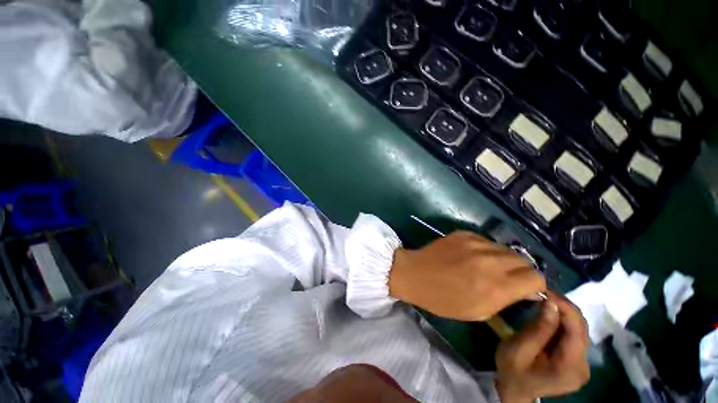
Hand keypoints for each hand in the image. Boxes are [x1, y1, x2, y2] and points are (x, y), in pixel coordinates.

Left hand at [388, 231, 545, 320]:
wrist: (415, 274)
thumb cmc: (443, 299)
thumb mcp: (478, 311)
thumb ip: (505, 299)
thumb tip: (525, 290)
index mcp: (496, 286)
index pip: (536, 278)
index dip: (534, 285)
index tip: (525, 289)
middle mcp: (490, 261)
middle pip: (524, 260)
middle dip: (521, 271)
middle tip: (508, 278)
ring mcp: (476, 243)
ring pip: (506, 248)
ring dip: (504, 259)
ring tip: (489, 266)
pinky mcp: (464, 233)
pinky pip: (487, 241)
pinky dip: (487, 249)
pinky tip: (473, 256)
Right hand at [495, 291, 589, 402]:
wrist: (514, 391)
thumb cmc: (512, 370)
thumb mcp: (519, 349)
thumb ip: (538, 328)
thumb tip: (551, 303)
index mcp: (570, 367)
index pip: (577, 329)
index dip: (565, 306)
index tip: (545, 290)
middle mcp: (584, 366)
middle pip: (581, 329)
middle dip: (564, 307)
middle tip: (543, 292)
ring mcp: (582, 365)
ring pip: (579, 330)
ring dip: (563, 313)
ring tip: (544, 300)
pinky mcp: (577, 362)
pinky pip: (574, 336)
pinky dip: (562, 322)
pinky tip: (549, 315)